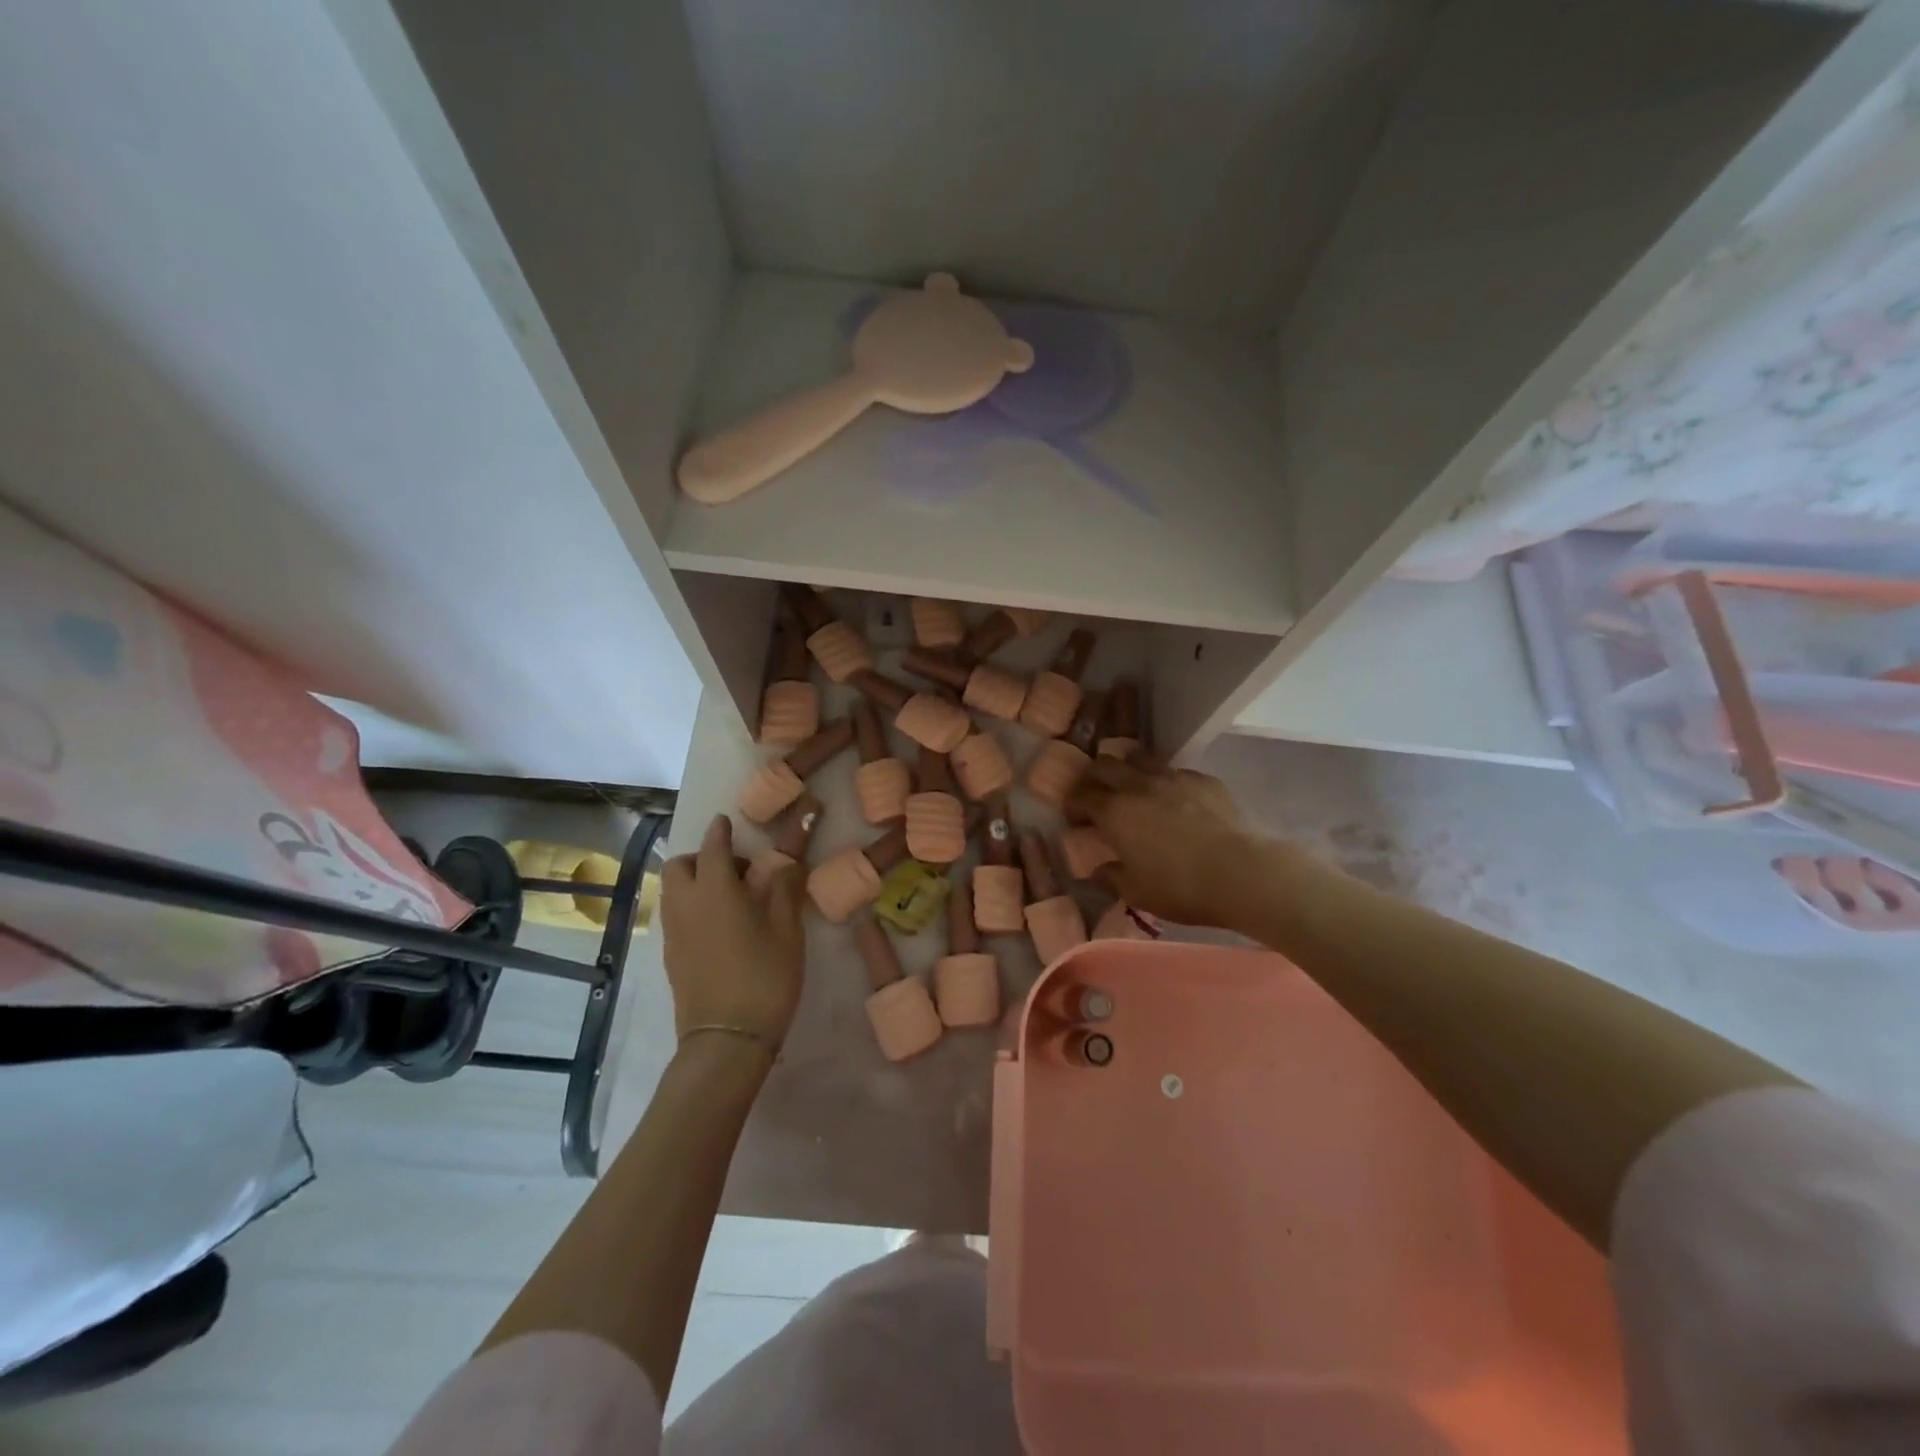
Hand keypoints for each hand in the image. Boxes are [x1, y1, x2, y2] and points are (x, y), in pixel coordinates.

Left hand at [660, 815, 804, 1050]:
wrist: (727, 1040)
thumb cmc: (765, 978)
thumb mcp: (788, 931)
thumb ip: (786, 888)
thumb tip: (787, 860)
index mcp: (716, 890)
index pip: (713, 846)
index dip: (720, 831)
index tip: (726, 821)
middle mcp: (686, 904)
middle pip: (680, 865)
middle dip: (700, 857)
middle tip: (734, 870)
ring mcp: (673, 932)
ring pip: (673, 890)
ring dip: (694, 881)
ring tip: (728, 898)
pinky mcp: (670, 957)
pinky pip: (675, 915)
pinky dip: (691, 906)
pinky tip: (718, 927)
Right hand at [1066, 758, 1253, 928]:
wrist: (1242, 872)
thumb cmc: (1181, 887)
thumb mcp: (1137, 893)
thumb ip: (1111, 877)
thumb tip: (1097, 870)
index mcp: (1115, 812)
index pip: (1081, 795)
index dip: (1073, 804)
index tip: (1075, 818)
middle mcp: (1138, 785)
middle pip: (1104, 765)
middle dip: (1094, 778)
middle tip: (1097, 796)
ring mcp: (1173, 777)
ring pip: (1139, 758)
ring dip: (1128, 769)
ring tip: (1132, 787)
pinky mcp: (1204, 779)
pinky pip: (1175, 771)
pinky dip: (1165, 780)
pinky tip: (1175, 799)